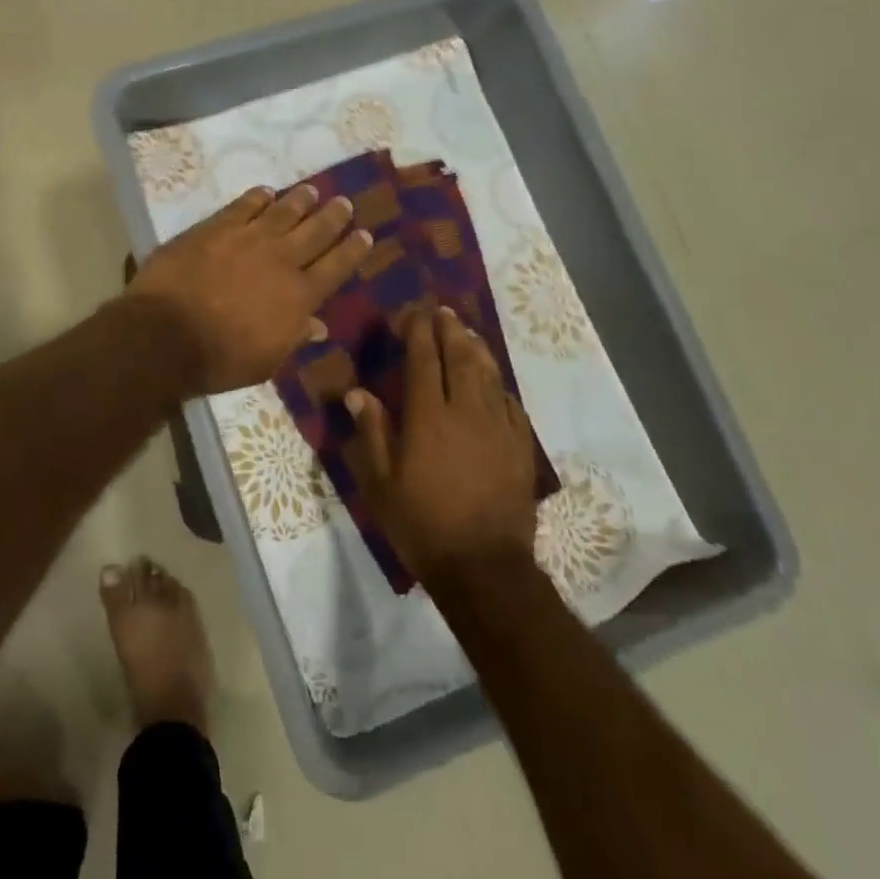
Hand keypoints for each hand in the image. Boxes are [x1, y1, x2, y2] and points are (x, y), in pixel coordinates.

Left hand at [127, 184, 373, 394]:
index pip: (336, 267)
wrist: (166, 334)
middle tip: (345, 203)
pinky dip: (258, 197)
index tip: (365, 235)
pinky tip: (266, 192)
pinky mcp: (216, 227)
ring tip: (313, 191)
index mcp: (299, 296)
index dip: (353, 250)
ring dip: (301, 200)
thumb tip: (318, 326)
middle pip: (316, 231)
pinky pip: (244, 205)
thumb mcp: (266, 361)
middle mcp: (281, 260)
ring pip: (283, 211)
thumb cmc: (219, 359)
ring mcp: (248, 238)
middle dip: (333, 216)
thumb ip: (293, 338)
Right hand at [343, 306, 538, 586]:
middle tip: (442, 310)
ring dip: (476, 348)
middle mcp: (466, 412)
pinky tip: (494, 380)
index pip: (424, 360)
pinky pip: (510, 404)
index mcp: (428, 417)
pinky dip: (499, 385)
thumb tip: (358, 392)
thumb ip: (372, 432)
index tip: (414, 312)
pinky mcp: (521, 448)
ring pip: (488, 375)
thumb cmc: (422, 525)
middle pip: (460, 358)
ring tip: (467, 331)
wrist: (483, 568)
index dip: (418, 332)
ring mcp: (498, 428)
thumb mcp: (380, 484)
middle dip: (449, 330)